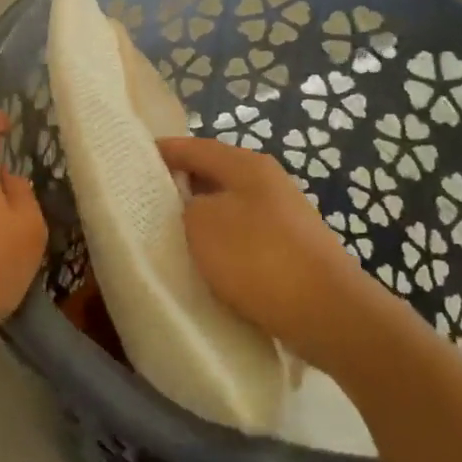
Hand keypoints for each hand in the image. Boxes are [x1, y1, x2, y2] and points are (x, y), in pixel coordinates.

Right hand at [158, 136, 368, 371]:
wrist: (328, 314)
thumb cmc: (258, 258)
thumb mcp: (202, 224)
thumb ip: (185, 205)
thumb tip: (192, 206)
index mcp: (246, 164)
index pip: (194, 147)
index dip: (163, 151)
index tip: (133, 160)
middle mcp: (268, 181)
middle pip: (214, 174)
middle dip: (181, 185)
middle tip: (146, 201)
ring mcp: (284, 215)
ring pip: (229, 207)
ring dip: (202, 217)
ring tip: (170, 234)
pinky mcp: (291, 249)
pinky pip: (244, 235)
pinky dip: (222, 242)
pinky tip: (208, 262)